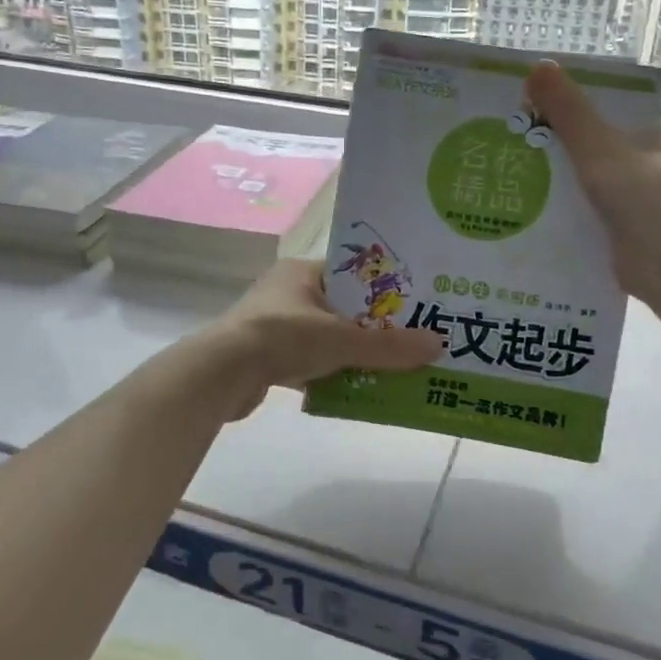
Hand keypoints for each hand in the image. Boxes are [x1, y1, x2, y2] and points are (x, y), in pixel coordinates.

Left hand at [199, 257, 444, 418]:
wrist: (222, 374)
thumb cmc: (284, 338)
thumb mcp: (343, 340)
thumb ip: (389, 346)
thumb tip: (438, 346)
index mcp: (302, 272)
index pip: (352, 273)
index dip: (382, 289)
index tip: (413, 305)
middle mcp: (287, 292)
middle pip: (342, 308)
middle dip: (372, 327)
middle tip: (409, 341)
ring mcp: (273, 325)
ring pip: (326, 337)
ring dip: (352, 353)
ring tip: (390, 368)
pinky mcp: (266, 356)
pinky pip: (309, 361)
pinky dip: (330, 372)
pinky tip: (354, 388)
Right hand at [525, 60, 660, 300]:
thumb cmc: (641, 194)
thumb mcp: (597, 145)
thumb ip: (568, 110)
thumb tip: (537, 67)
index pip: (633, 121)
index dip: (597, 122)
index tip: (560, 128)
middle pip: (621, 156)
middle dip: (586, 161)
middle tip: (542, 159)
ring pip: (616, 190)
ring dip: (584, 193)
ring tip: (540, 190)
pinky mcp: (653, 240)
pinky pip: (614, 221)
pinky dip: (589, 220)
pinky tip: (556, 221)